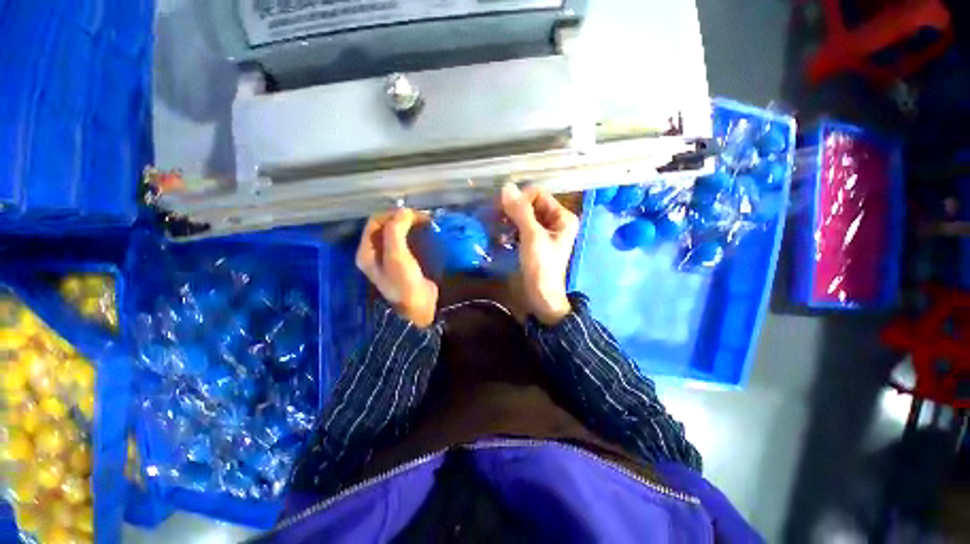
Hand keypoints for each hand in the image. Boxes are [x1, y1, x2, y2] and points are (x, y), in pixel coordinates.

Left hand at [356, 209, 438, 327]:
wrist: (418, 307)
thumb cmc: (404, 282)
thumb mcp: (396, 255)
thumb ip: (396, 230)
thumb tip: (404, 210)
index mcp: (367, 251)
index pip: (375, 222)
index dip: (392, 214)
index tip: (413, 213)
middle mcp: (376, 253)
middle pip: (386, 227)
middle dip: (403, 218)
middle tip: (423, 218)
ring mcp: (391, 258)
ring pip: (398, 234)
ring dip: (411, 226)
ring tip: (427, 223)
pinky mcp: (405, 262)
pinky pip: (408, 243)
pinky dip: (416, 236)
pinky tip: (428, 235)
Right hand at [501, 184, 579, 324]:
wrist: (541, 296)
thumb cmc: (541, 266)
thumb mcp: (532, 236)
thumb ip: (520, 211)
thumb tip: (506, 186)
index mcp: (562, 217)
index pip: (538, 194)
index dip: (521, 199)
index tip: (503, 210)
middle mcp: (555, 221)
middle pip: (530, 205)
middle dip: (513, 210)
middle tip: (496, 217)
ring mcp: (544, 233)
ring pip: (524, 217)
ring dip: (509, 221)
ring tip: (497, 229)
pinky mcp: (534, 243)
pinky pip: (521, 229)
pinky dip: (510, 231)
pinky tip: (501, 239)